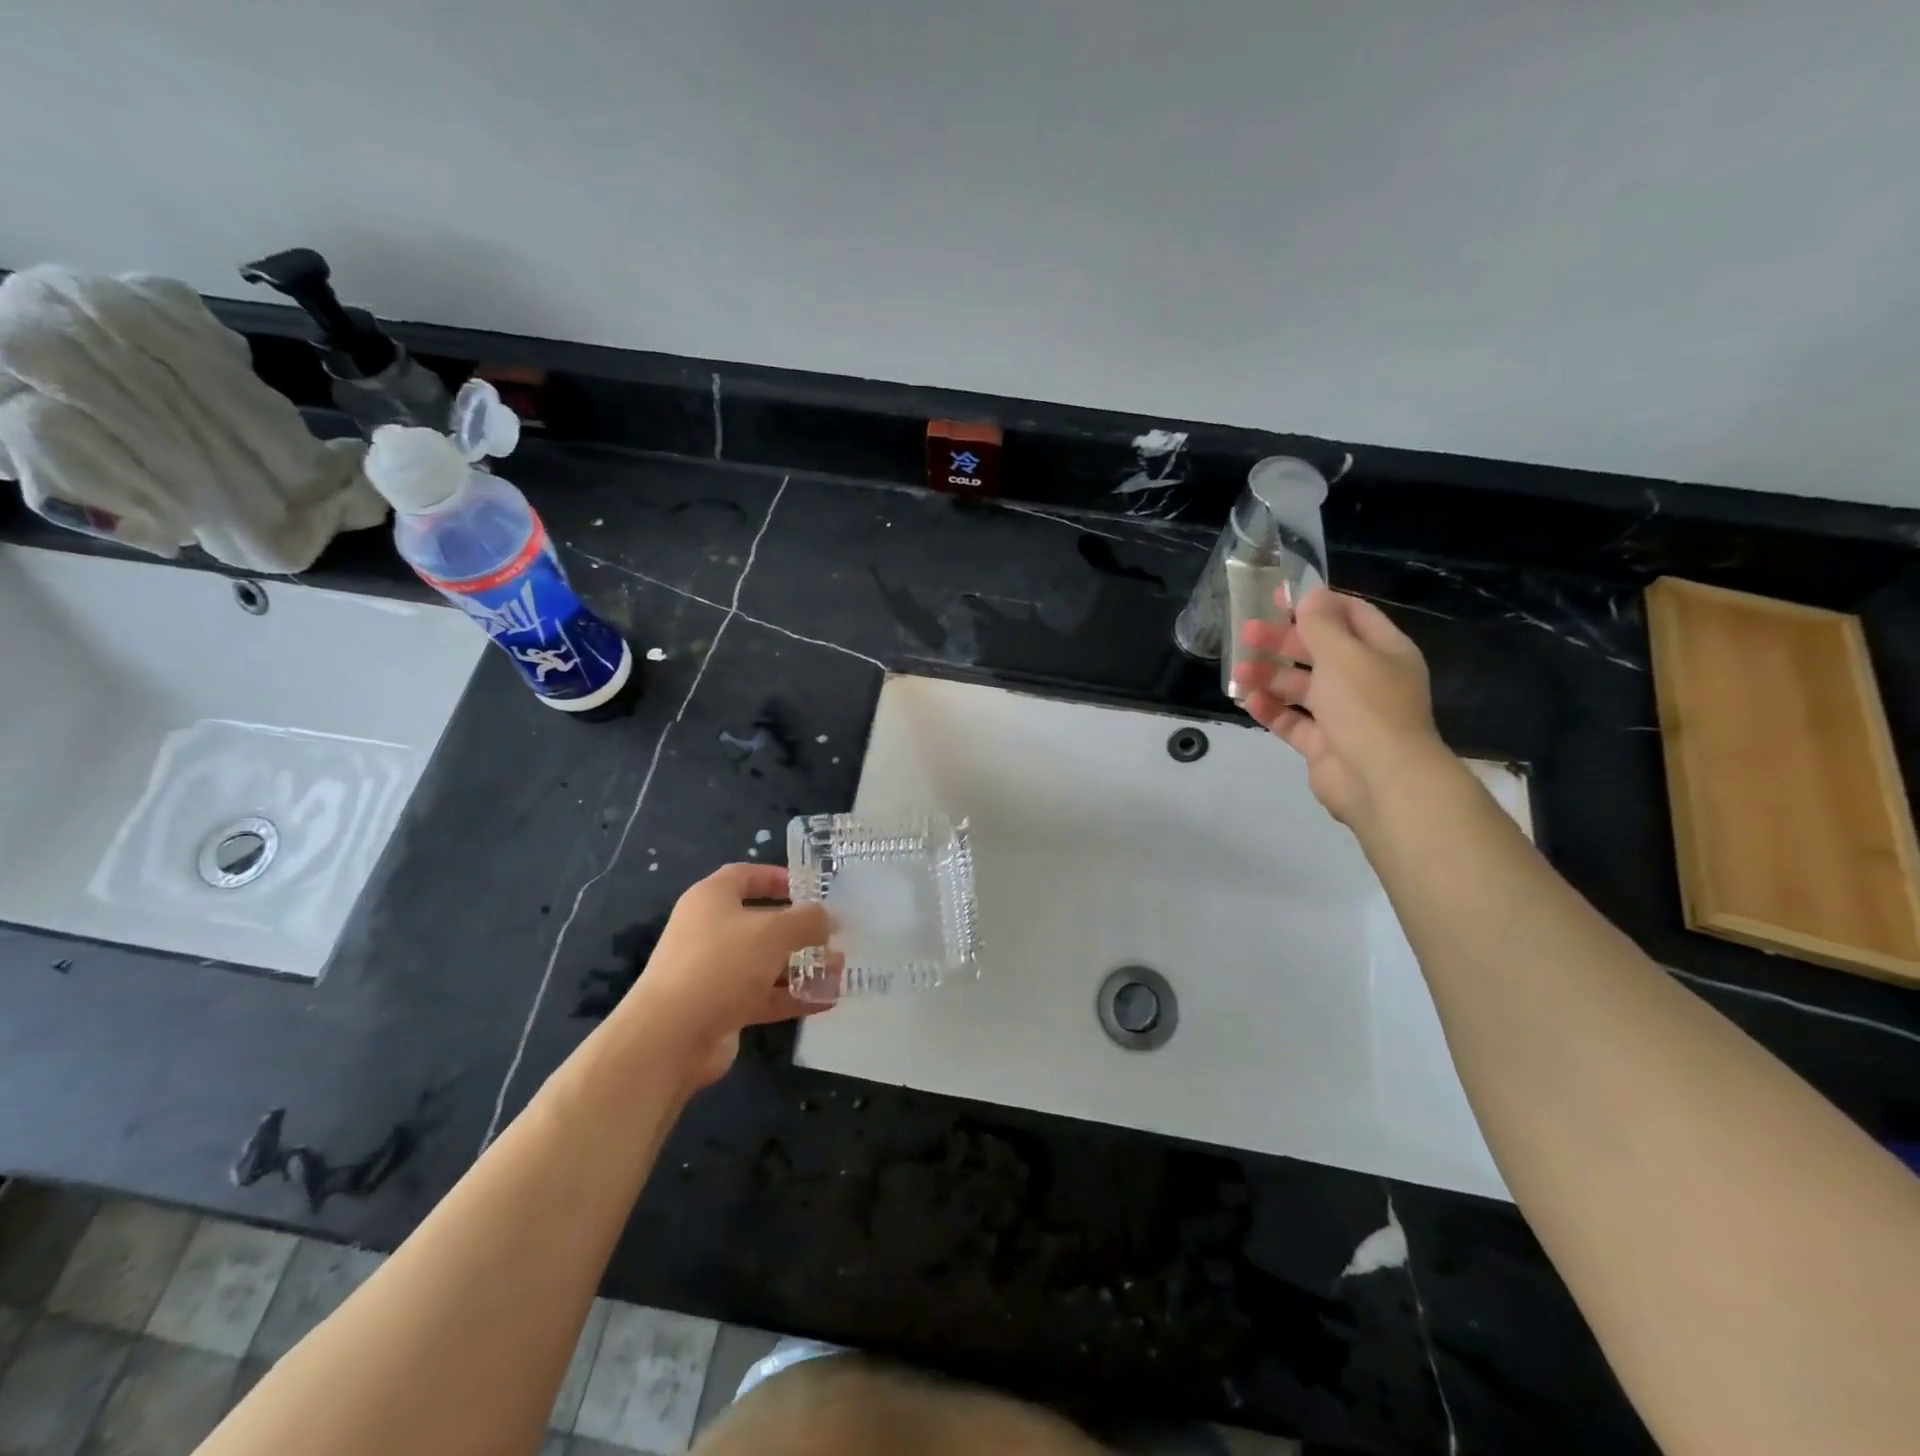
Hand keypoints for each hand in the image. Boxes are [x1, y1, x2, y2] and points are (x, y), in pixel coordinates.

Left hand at [620, 864, 830, 1088]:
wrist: (671, 1036)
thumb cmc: (722, 964)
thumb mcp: (774, 932)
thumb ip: (808, 920)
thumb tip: (826, 919)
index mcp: (712, 899)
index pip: (745, 876)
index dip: (777, 877)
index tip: (809, 889)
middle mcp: (710, 931)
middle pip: (761, 922)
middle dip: (799, 929)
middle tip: (834, 935)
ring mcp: (714, 972)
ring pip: (765, 962)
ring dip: (802, 965)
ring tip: (839, 970)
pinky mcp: (720, 1008)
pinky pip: (763, 996)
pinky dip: (792, 996)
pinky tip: (826, 1001)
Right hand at [1231, 586, 1450, 827]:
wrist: (1381, 780)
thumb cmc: (1367, 706)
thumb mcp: (1344, 654)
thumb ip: (1321, 624)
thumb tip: (1309, 595)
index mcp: (1384, 652)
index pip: (1351, 615)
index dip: (1316, 604)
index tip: (1277, 598)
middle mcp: (1366, 679)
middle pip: (1320, 651)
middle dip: (1283, 641)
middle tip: (1246, 633)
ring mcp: (1345, 714)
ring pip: (1302, 687)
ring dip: (1270, 676)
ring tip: (1240, 672)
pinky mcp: (1324, 744)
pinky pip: (1294, 721)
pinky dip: (1272, 710)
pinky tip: (1249, 701)